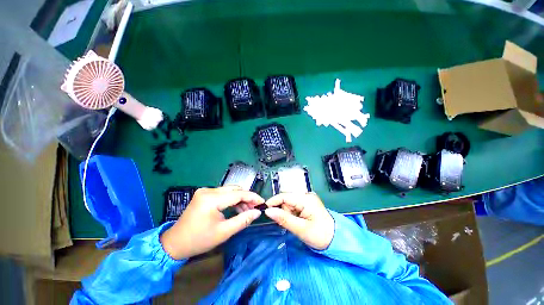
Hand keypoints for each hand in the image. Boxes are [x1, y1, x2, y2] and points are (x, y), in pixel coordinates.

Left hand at [160, 186, 263, 259]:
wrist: (175, 243)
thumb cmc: (199, 240)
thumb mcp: (224, 232)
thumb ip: (243, 220)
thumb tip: (257, 212)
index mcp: (211, 199)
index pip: (238, 194)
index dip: (252, 197)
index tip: (262, 202)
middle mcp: (208, 190)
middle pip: (234, 190)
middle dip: (247, 198)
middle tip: (255, 208)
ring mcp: (205, 191)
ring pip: (229, 191)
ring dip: (240, 198)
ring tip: (247, 210)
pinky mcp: (204, 194)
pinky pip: (223, 193)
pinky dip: (231, 199)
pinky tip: (236, 207)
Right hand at [264, 192, 333, 249]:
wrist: (337, 239)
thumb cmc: (320, 235)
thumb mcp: (301, 229)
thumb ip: (283, 219)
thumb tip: (268, 211)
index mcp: (305, 199)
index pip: (284, 196)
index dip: (273, 202)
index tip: (265, 210)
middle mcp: (306, 196)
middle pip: (286, 199)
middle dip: (284, 211)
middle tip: (290, 223)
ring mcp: (307, 199)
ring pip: (289, 203)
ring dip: (288, 213)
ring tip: (296, 224)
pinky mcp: (307, 204)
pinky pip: (294, 206)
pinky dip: (292, 214)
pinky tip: (298, 221)